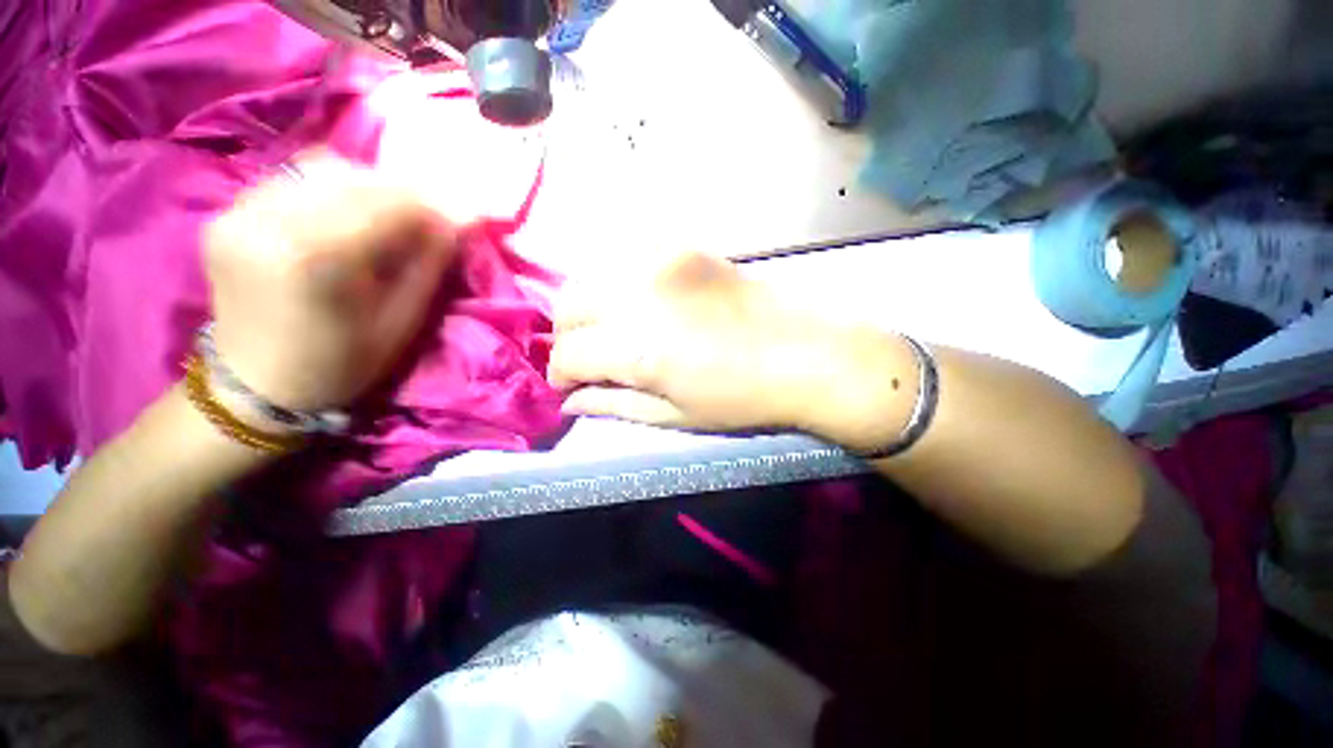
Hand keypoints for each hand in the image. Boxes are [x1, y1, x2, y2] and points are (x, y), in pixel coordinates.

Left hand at [204, 153, 457, 410]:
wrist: (255, 385)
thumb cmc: (340, 365)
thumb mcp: (401, 324)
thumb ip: (428, 267)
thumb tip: (456, 224)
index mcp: (315, 260)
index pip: (387, 204)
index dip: (433, 206)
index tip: (462, 218)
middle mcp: (269, 222)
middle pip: (353, 179)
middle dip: (403, 193)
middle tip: (431, 215)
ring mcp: (240, 212)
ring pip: (321, 170)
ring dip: (368, 186)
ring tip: (392, 213)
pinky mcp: (227, 213)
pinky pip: (291, 180)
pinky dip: (331, 188)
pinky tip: (348, 212)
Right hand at [548, 251, 913, 445]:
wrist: (805, 352)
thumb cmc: (741, 398)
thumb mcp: (674, 415)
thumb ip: (613, 405)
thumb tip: (571, 402)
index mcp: (637, 348)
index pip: (567, 355)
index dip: (561, 376)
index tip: (571, 387)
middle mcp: (638, 295)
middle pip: (568, 307)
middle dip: (569, 338)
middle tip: (592, 359)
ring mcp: (659, 261)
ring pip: (589, 276)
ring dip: (588, 308)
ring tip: (611, 330)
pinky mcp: (680, 246)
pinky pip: (625, 256)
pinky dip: (615, 281)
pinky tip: (636, 301)